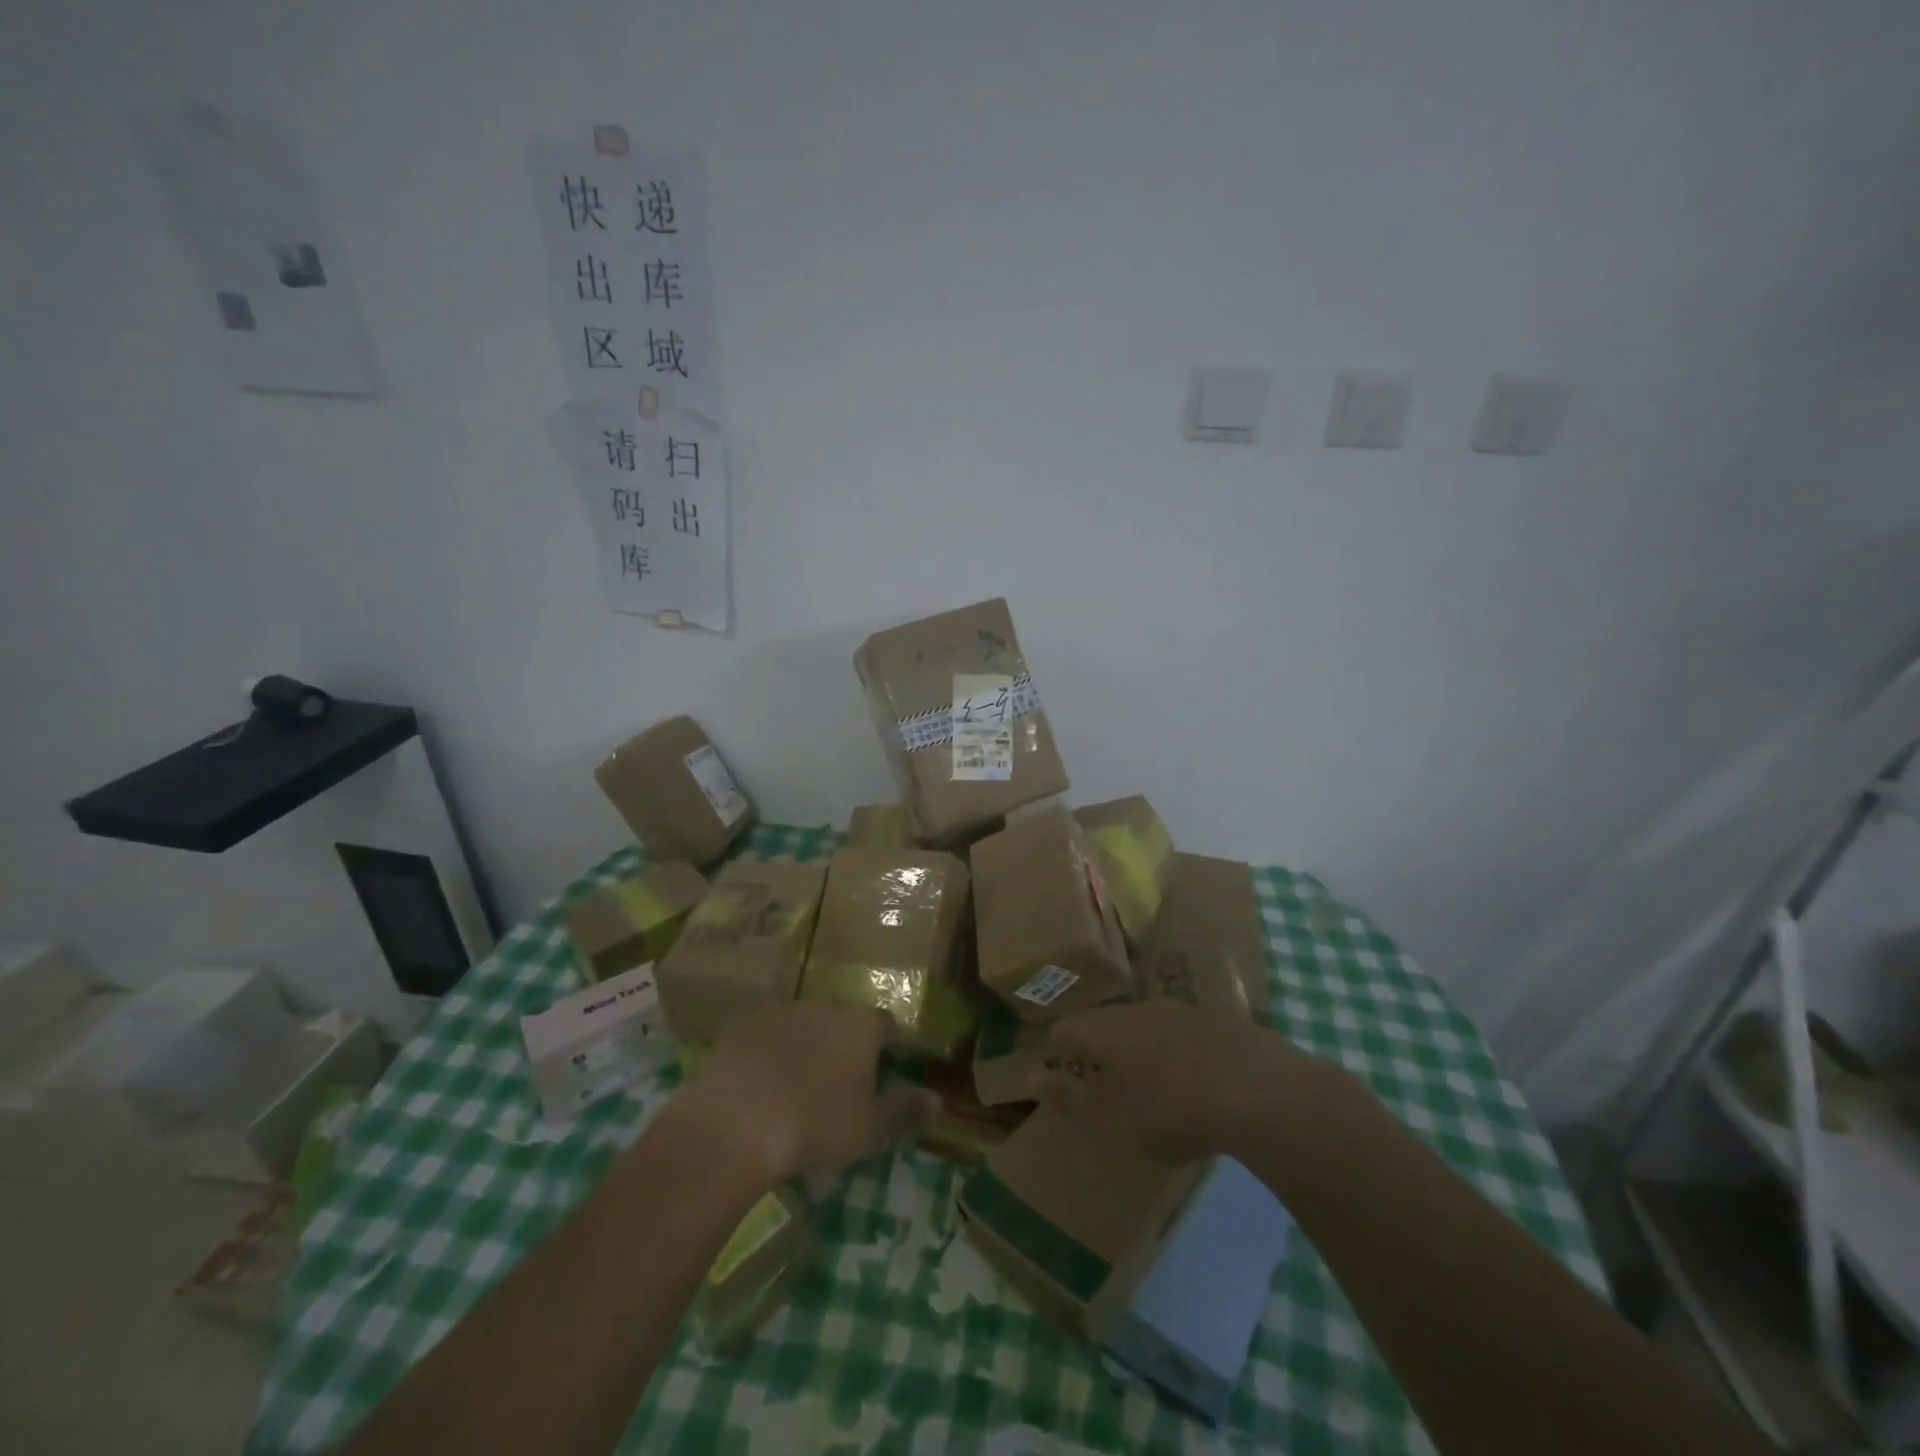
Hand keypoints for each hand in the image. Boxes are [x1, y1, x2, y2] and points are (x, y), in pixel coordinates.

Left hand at [673, 1002, 939, 1185]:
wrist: (734, 1123)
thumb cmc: (814, 1125)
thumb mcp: (868, 1129)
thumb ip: (905, 1110)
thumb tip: (938, 1100)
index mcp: (860, 1026)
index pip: (887, 1025)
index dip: (891, 1045)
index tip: (890, 1068)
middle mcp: (824, 1007)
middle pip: (844, 1022)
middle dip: (846, 1046)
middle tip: (841, 1085)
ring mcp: (780, 1013)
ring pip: (803, 1026)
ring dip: (806, 1048)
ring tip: (798, 1088)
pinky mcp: (741, 1026)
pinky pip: (765, 1037)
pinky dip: (769, 1055)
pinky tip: (760, 1087)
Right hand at [1033, 1000, 1308, 1161]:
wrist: (1257, 1090)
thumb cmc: (1170, 1110)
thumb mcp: (1112, 1119)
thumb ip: (1070, 1098)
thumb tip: (1030, 1078)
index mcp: (1104, 1030)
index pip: (1066, 1030)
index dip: (1056, 1051)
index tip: (1058, 1074)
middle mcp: (1136, 1010)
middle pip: (1104, 1023)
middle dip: (1097, 1048)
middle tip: (1099, 1080)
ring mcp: (1178, 1010)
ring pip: (1143, 1024)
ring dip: (1137, 1048)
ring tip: (1144, 1081)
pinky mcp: (1215, 1020)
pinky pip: (1179, 1032)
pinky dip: (1173, 1052)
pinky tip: (1188, 1079)